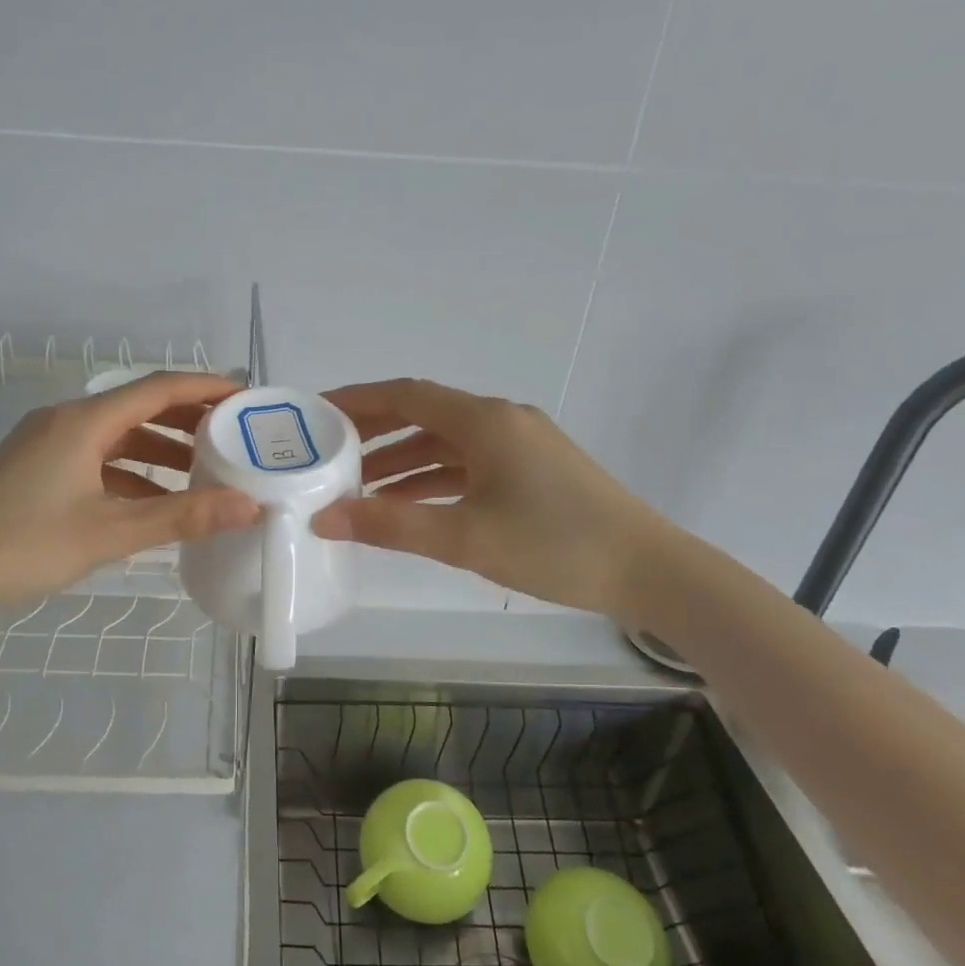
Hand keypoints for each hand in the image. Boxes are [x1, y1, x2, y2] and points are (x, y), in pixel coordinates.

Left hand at [0, 372, 258, 625]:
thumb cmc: (21, 545)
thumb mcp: (109, 533)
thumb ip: (181, 517)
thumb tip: (249, 505)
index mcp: (83, 422)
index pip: (158, 388)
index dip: (205, 386)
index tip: (247, 396)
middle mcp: (65, 421)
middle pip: (139, 408)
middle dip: (188, 419)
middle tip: (235, 435)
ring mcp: (47, 445)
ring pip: (117, 438)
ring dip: (160, 451)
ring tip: (205, 471)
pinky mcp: (36, 470)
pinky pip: (97, 461)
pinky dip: (130, 475)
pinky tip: (154, 503)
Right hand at [311, 379, 674, 620]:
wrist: (649, 570)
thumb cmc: (555, 545)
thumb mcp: (465, 538)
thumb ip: (390, 526)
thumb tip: (323, 518)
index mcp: (485, 421)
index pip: (406, 394)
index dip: (357, 399)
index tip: (315, 411)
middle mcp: (501, 421)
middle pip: (423, 415)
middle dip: (373, 433)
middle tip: (326, 452)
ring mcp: (520, 445)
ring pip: (445, 444)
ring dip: (402, 462)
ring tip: (357, 488)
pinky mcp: (532, 471)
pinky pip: (468, 465)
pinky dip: (433, 480)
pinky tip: (408, 505)